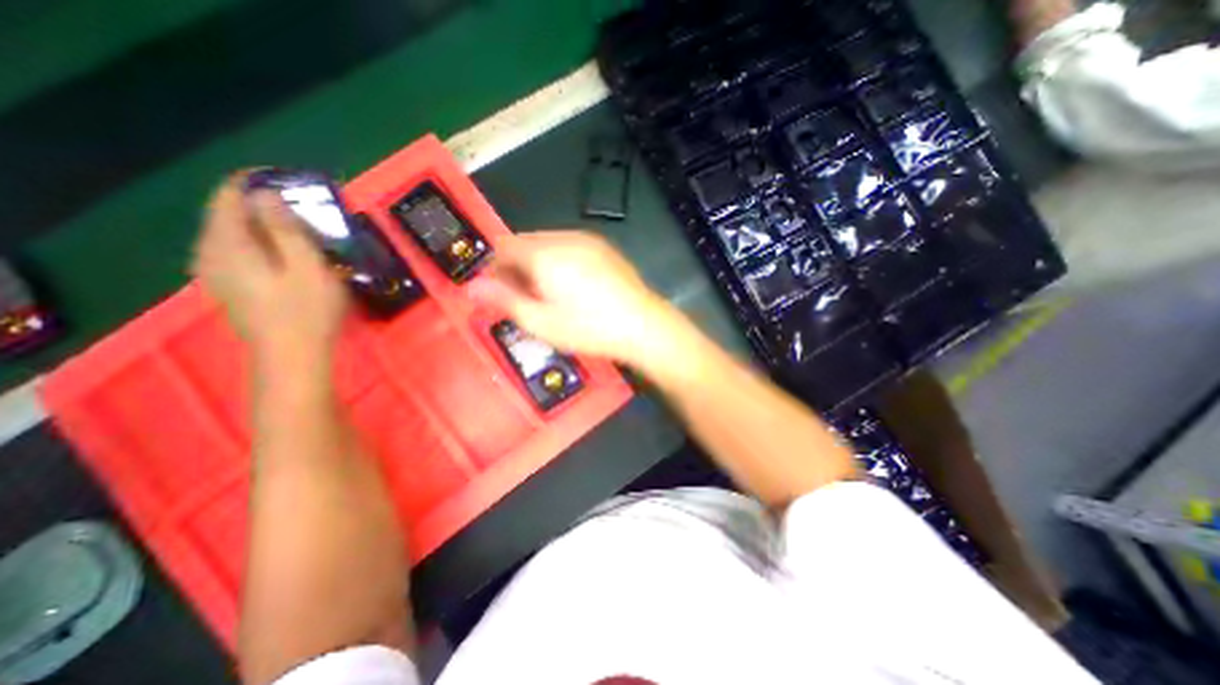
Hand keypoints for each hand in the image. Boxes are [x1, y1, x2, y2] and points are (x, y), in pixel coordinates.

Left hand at [191, 176, 346, 366]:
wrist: (292, 356)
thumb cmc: (307, 311)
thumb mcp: (307, 267)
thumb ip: (285, 229)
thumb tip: (266, 195)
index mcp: (228, 243)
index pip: (229, 195)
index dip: (258, 183)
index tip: (294, 184)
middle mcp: (211, 251)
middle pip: (228, 212)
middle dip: (264, 204)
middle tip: (305, 209)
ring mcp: (216, 271)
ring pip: (233, 232)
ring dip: (265, 225)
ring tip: (301, 229)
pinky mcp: (230, 286)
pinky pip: (238, 250)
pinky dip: (261, 242)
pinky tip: (286, 253)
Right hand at [467, 234, 689, 375]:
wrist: (642, 324)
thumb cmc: (588, 328)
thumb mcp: (541, 322)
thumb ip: (504, 300)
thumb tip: (470, 286)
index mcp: (543, 253)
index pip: (503, 247)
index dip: (495, 269)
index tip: (500, 293)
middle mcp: (563, 238)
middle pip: (524, 243)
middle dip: (516, 266)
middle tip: (525, 298)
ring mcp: (586, 240)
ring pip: (547, 243)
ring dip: (538, 263)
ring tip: (550, 294)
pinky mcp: (603, 247)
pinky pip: (569, 246)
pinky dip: (559, 260)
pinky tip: (573, 286)